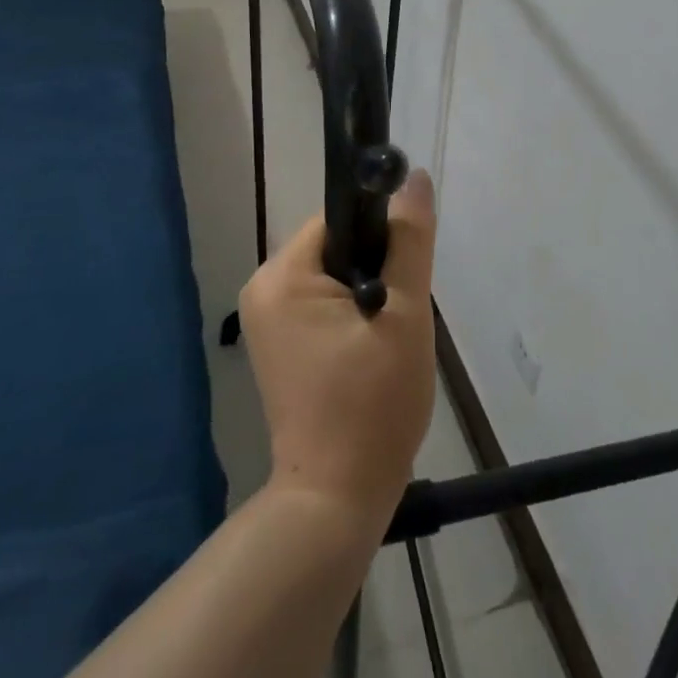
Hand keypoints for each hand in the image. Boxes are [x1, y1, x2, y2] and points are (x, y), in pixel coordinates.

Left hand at [238, 170, 438, 525]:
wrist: (337, 499)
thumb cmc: (373, 403)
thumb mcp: (404, 315)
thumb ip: (410, 241)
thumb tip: (415, 178)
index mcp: (281, 275)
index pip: (340, 220)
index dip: (381, 237)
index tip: (406, 272)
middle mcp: (262, 288)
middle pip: (336, 247)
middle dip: (376, 271)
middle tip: (400, 317)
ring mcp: (265, 319)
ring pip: (333, 277)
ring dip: (368, 295)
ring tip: (387, 341)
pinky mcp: (277, 344)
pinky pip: (321, 305)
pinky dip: (351, 316)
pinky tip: (370, 352)